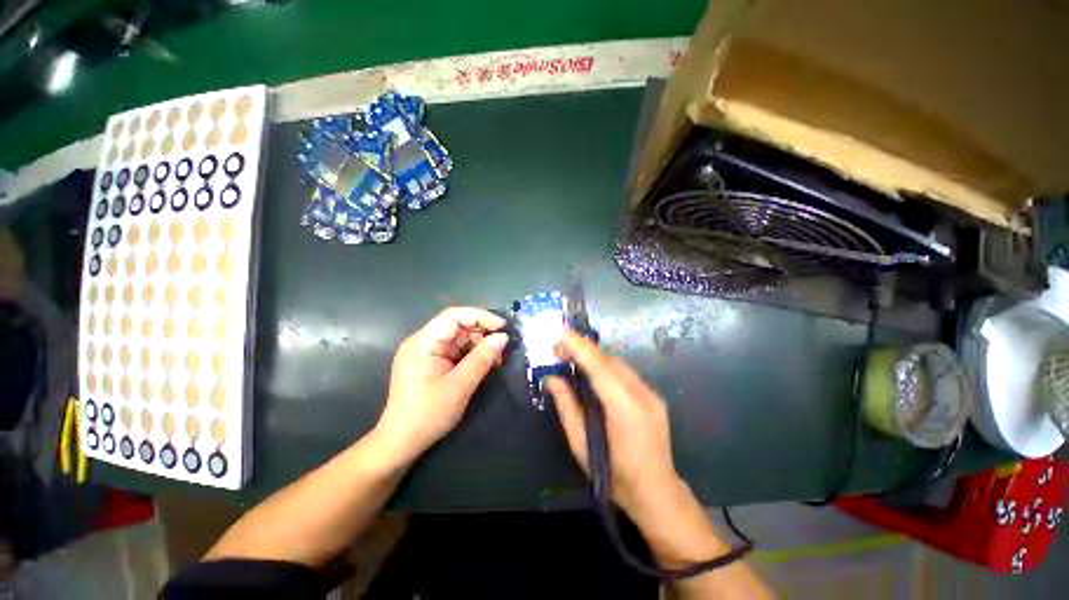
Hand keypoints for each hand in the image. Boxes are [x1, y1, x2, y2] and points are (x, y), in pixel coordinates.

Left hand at [375, 307, 508, 462]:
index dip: (480, 316)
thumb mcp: (460, 386)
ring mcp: (426, 352)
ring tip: (497, 358)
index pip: (454, 316)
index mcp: (423, 342)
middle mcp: (423, 342)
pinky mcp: (430, 362)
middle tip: (503, 346)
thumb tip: (503, 337)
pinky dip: (471, 354)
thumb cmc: (428, 414)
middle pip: (457, 326)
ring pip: (458, 338)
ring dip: (479, 344)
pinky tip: (484, 363)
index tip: (503, 326)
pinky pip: (455, 350)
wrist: (401, 442)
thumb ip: (482, 359)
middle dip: (482, 332)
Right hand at [545, 330, 681, 519]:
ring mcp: (651, 394)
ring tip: (571, 357)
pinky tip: (592, 372)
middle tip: (559, 349)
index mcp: (625, 408)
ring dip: (593, 356)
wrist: (657, 493)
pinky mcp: (653, 396)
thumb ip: (567, 407)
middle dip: (583, 348)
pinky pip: (625, 372)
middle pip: (609, 359)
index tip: (559, 335)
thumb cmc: (614, 476)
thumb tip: (552, 378)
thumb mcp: (581, 445)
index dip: (579, 347)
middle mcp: (642, 394)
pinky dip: (605, 366)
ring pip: (618, 363)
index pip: (599, 366)